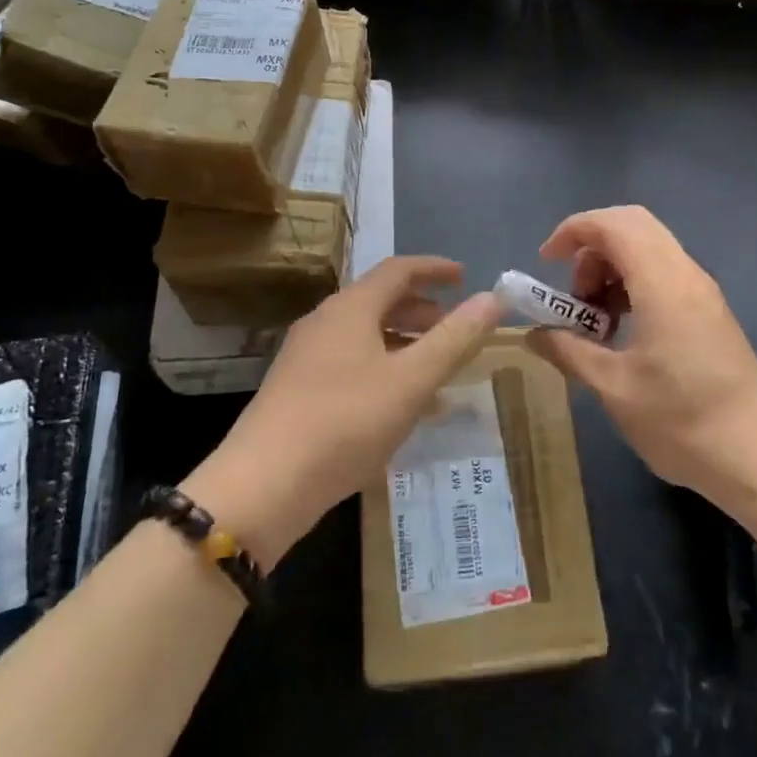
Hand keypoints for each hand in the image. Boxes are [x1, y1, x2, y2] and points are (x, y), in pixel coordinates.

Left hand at [186, 257, 501, 565]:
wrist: (262, 486)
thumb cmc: (344, 422)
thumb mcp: (410, 381)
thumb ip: (454, 339)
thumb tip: (493, 298)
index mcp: (350, 308)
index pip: (398, 270)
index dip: (434, 269)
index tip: (464, 277)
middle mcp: (325, 322)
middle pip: (380, 301)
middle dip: (421, 310)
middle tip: (454, 327)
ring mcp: (307, 357)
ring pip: (366, 335)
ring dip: (404, 343)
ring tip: (436, 369)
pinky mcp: (298, 391)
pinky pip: (352, 365)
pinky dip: (384, 370)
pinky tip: (402, 407)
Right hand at [527, 206, 756, 516]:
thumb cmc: (682, 421)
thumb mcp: (614, 388)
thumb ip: (569, 351)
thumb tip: (534, 334)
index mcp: (663, 282)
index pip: (614, 223)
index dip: (574, 230)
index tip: (546, 262)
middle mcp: (686, 274)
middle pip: (633, 226)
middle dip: (592, 248)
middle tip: (573, 294)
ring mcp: (703, 292)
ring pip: (649, 249)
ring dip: (612, 269)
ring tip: (594, 320)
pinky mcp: (710, 312)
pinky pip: (664, 274)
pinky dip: (633, 285)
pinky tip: (623, 331)